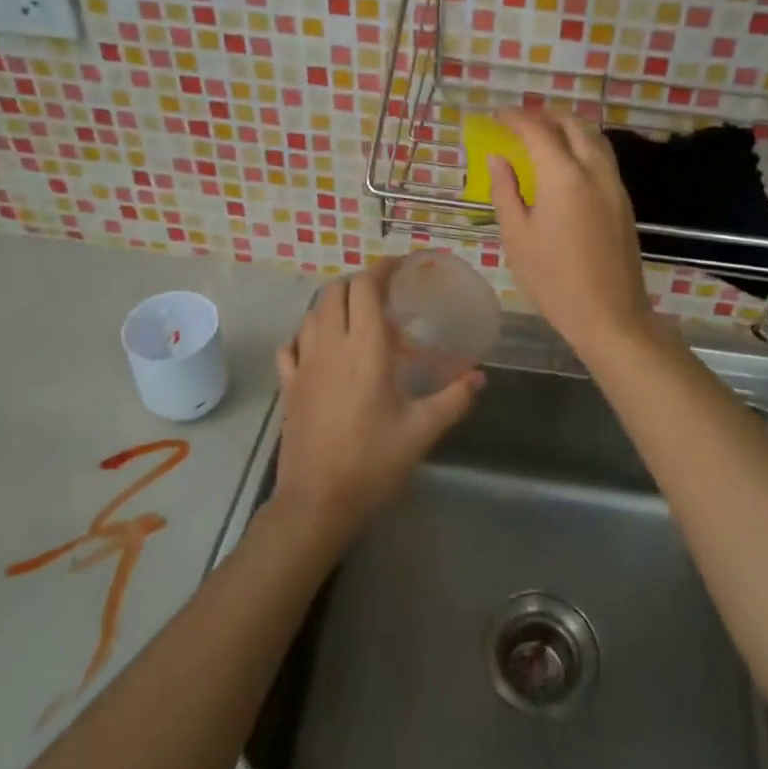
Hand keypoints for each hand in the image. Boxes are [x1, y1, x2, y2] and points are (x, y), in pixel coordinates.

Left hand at [271, 259, 481, 544]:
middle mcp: (330, 346)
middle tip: (384, 295)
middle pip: (335, 292)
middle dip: (358, 284)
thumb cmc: (372, 462)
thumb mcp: (422, 431)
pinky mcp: (288, 385)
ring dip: (334, 304)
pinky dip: (306, 334)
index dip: (382, 269)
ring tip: (357, 318)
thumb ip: (454, 398)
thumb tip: (480, 376)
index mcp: (365, 349)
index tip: (400, 266)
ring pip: (312, 313)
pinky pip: (291, 344)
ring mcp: (303, 364)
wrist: (316, 502)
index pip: (366, 288)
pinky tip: (321, 348)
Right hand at [488, 109, 655, 352]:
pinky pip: (603, 157)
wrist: (610, 315)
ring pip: (594, 137)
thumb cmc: (554, 280)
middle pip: (572, 124)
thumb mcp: (517, 237)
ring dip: (568, 127)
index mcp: (563, 177)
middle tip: (519, 122)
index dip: (515, 118)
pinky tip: (567, 162)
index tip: (496, 116)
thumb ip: (506, 191)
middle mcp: (594, 170)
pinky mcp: (624, 200)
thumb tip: (498, 158)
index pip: (538, 130)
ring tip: (543, 135)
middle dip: (545, 115)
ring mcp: (614, 184)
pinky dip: (583, 145)